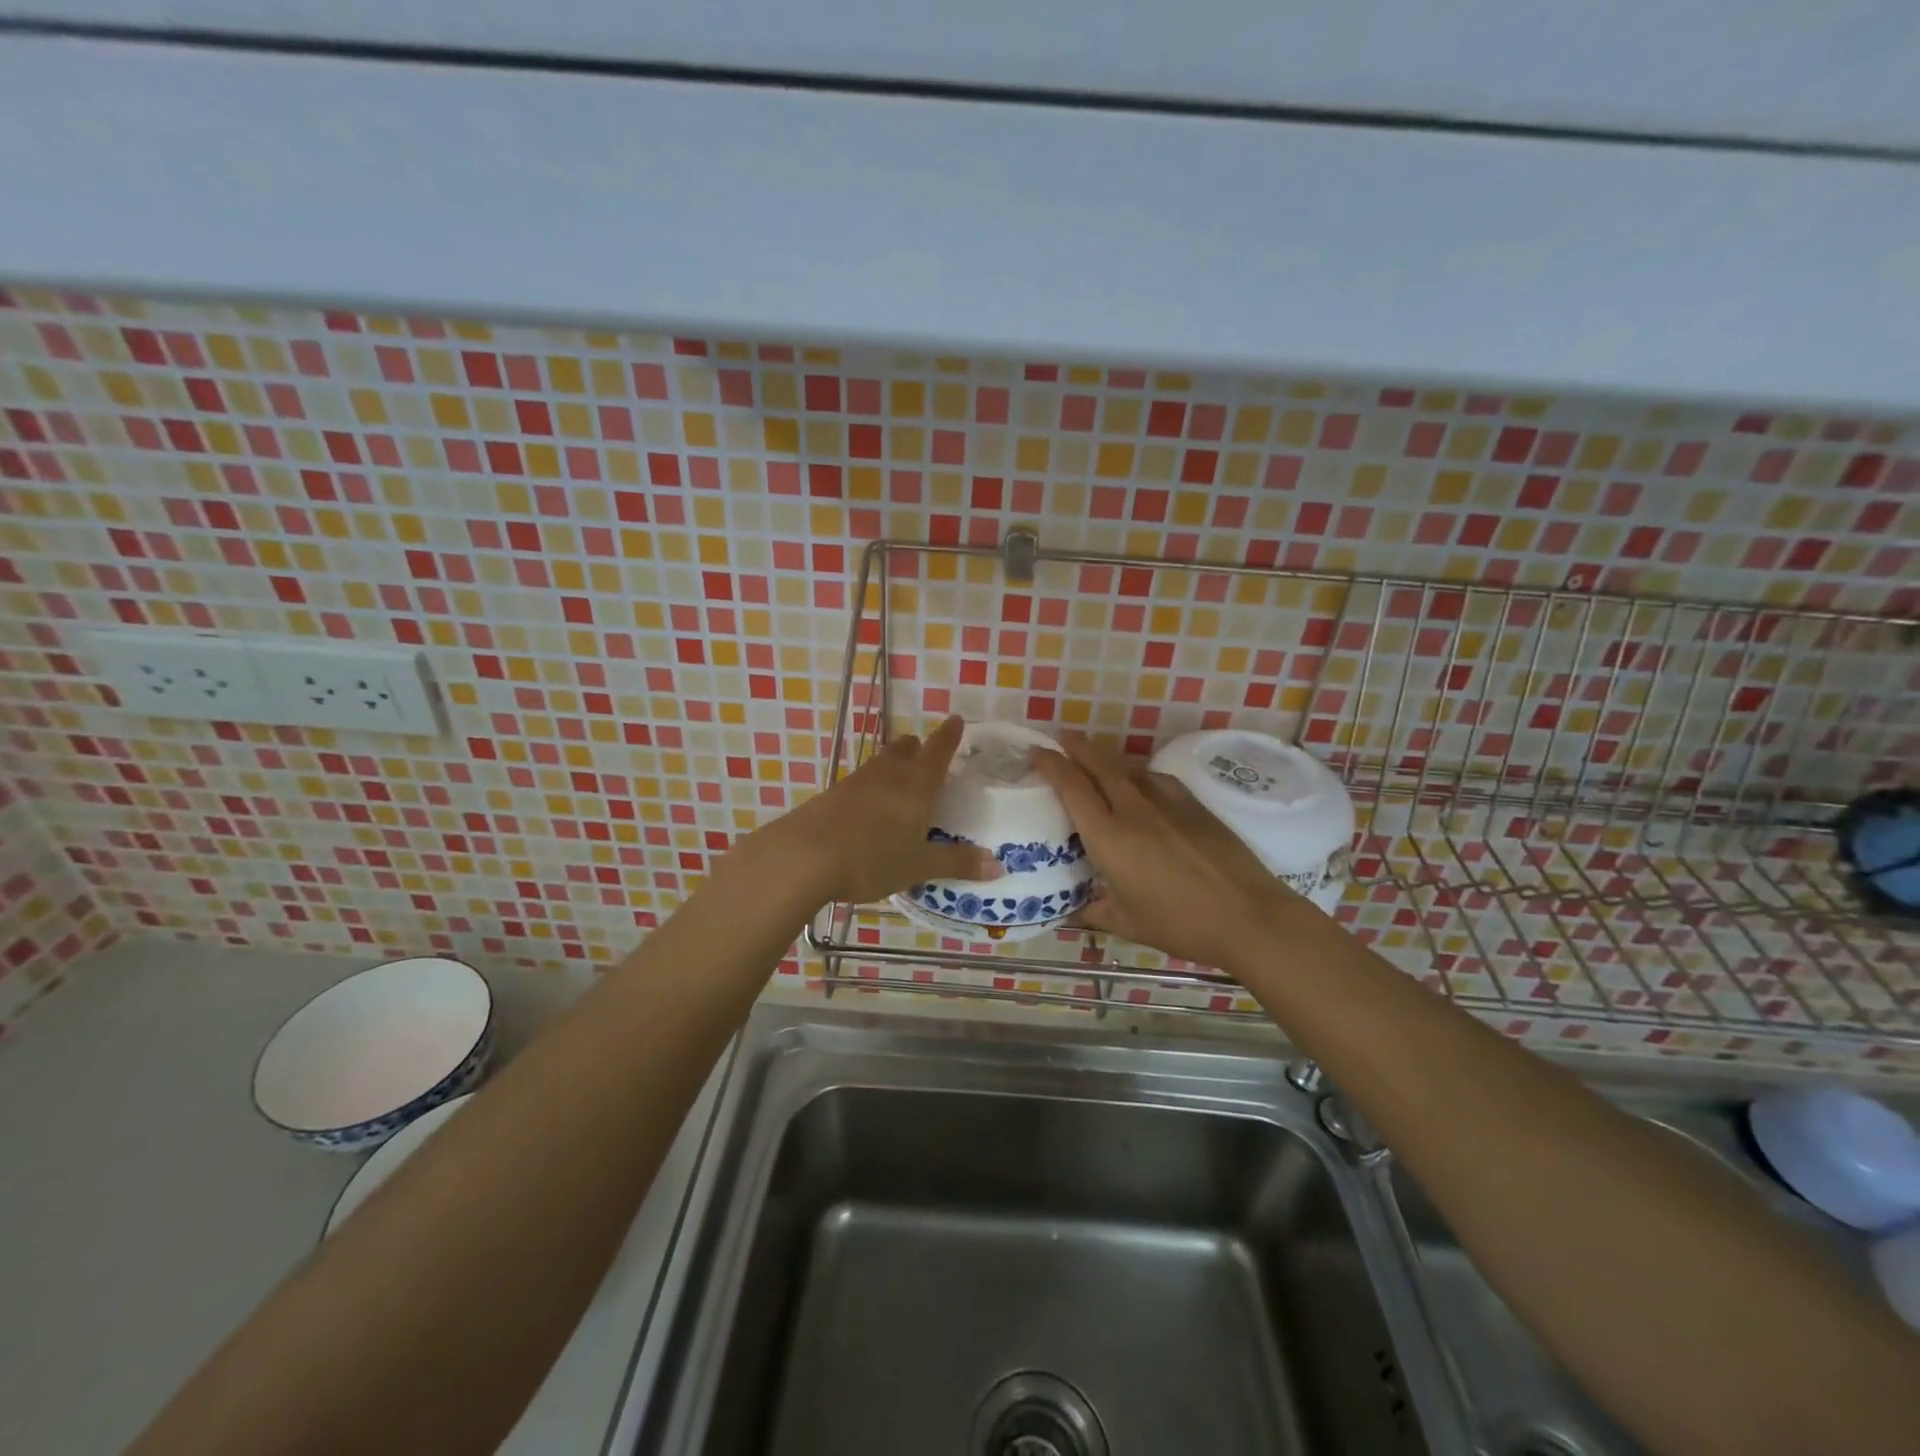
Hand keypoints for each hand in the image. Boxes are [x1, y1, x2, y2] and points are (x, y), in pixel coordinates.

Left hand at [777, 715, 1000, 904]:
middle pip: (904, 749)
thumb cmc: (871, 858)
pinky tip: (867, 808)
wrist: (803, 857)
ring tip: (899, 779)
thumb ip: (956, 863)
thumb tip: (997, 866)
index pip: (938, 750)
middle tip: (925, 753)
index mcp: (916, 785)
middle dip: (917, 747)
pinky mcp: (831, 795)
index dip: (949, 735)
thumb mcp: (918, 866)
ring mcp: (855, 782)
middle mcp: (887, 775)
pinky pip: (859, 782)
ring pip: (880, 763)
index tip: (957, 720)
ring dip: (893, 764)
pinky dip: (871, 787)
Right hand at [1031, 732, 1307, 971]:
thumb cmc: (1180, 924)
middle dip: (1077, 746)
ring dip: (1108, 759)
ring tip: (1096, 760)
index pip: (1072, 787)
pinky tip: (1141, 783)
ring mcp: (1167, 803)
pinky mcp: (1194, 805)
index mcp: (1109, 837)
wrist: (1248, 916)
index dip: (1051, 763)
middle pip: (1100, 764)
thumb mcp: (1127, 924)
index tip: (1037, 751)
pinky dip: (1140, 774)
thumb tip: (1067, 912)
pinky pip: (1157, 778)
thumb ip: (1092, 912)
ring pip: (1129, 768)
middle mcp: (1134, 810)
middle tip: (1061, 738)